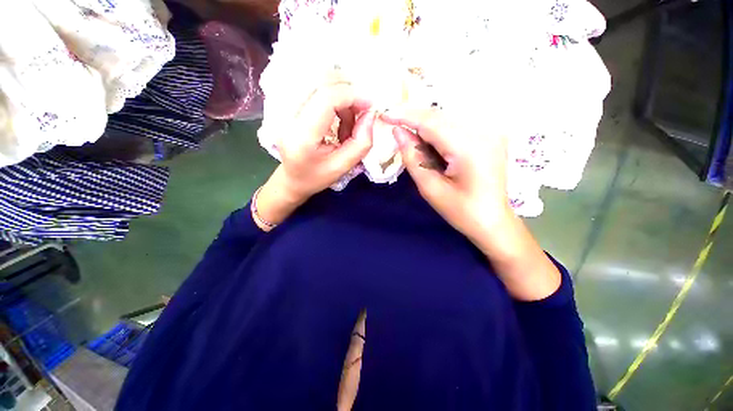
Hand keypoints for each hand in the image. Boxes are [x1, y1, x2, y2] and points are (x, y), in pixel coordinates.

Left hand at [254, 83, 375, 230]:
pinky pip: (314, 87)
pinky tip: (337, 117)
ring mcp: (284, 107)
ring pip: (318, 80)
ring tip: (347, 122)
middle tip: (360, 111)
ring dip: (341, 95)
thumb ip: (360, 143)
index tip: (370, 106)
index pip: (326, 99)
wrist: (291, 179)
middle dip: (348, 91)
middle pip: (320, 82)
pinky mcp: (287, 104)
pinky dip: (333, 97)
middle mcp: (287, 116)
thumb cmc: (316, 177)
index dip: (352, 95)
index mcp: (301, 136)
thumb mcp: (342, 167)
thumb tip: (371, 114)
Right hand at [382, 108, 560, 300]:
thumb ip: (413, 158)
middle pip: (440, 115)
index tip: (384, 114)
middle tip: (391, 122)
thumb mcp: (431, 189)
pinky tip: (426, 139)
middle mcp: (484, 131)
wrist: (494, 222)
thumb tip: (398, 132)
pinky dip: (437, 129)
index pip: (431, 122)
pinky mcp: (489, 135)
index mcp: (469, 147)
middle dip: (413, 117)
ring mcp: (490, 131)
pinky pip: (456, 124)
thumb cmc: (462, 212)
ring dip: (424, 123)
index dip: (405, 115)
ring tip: (406, 132)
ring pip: (447, 117)